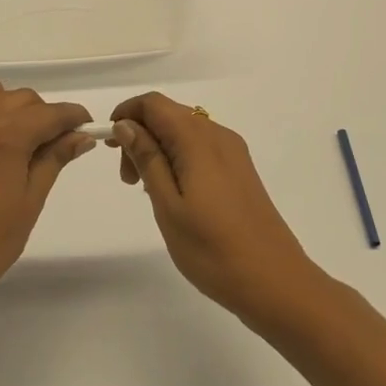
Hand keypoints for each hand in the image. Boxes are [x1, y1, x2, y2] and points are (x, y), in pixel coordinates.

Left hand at [0, 76, 93, 311]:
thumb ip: (54, 160)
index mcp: (8, 132)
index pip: (52, 112)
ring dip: (1, 106)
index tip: (83, 127)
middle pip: (20, 98)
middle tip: (44, 146)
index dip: (73, 118)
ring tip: (3, 138)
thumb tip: (81, 136)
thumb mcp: (30, 201)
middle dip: (40, 115)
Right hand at [109, 93, 323, 323]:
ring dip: (157, 149)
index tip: (110, 148)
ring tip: (146, 191)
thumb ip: (147, 159)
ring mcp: (233, 154)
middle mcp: (219, 136)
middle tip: (127, 180)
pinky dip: (177, 160)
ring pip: (184, 132)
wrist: (275, 283)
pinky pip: (200, 149)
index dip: (126, 114)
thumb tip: (126, 125)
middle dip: (140, 135)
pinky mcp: (240, 171)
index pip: (154, 103)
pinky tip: (172, 194)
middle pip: (169, 114)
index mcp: (199, 140)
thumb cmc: (213, 249)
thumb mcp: (168, 205)